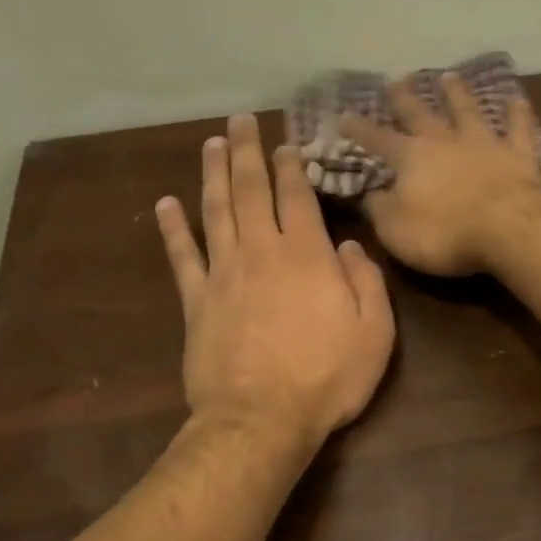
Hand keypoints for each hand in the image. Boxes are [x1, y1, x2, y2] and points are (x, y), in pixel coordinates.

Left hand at [155, 114, 395, 445]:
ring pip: (217, 211)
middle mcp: (263, 252)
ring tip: (211, 144)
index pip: (298, 198)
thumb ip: (367, 283)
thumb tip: (348, 247)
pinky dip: (173, 228)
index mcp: (308, 257)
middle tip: (241, 120)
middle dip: (248, 152)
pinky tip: (165, 204)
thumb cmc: (327, 378)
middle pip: (252, 190)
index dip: (292, 167)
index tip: (286, 144)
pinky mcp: (197, 301)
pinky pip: (182, 256)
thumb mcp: (375, 333)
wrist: (261, 420)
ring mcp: (224, 274)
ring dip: (213, 174)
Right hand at [339, 72, 540, 275]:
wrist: (508, 229)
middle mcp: (445, 141)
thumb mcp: (395, 229)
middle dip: (405, 98)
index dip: (359, 128)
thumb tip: (370, 194)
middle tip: (397, 80)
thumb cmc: (444, 234)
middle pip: (421, 114)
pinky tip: (517, 98)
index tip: (344, 114)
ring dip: (458, 94)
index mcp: (411, 158)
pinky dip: (518, 113)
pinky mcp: (519, 155)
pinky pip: (518, 128)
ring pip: (468, 111)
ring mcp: (484, 143)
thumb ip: (380, 209)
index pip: (377, 139)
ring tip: (449, 76)